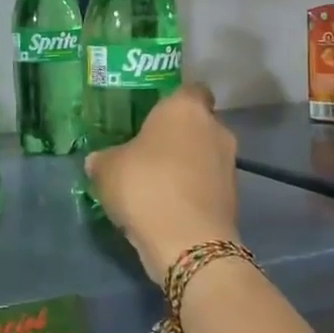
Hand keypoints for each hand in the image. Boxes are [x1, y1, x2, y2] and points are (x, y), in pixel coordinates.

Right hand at [85, 83, 239, 282]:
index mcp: (185, 108)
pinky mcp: (234, 197)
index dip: (172, 100)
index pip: (190, 89)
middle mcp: (215, 129)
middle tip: (147, 150)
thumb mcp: (106, 169)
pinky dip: (192, 191)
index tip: (151, 115)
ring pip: (204, 155)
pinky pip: (207, 184)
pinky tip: (167, 206)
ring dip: (186, 165)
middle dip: (177, 135)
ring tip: (155, 183)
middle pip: (198, 123)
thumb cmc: (145, 186)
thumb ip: (104, 158)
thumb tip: (99, 160)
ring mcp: (229, 164)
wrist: (188, 243)